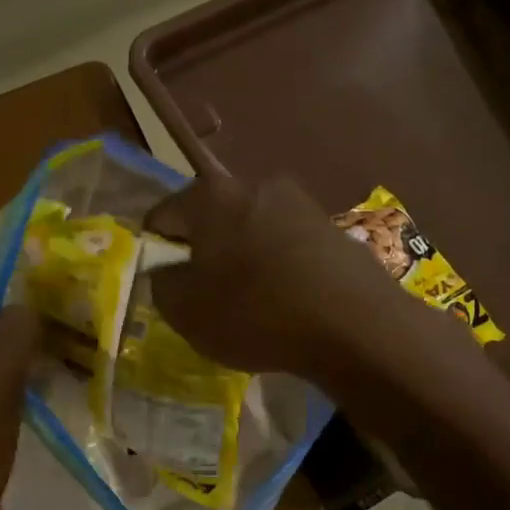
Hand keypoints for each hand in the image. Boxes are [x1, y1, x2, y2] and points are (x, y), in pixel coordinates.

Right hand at [142, 171, 408, 377]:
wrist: (356, 324)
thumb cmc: (256, 313)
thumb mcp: (186, 312)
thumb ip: (161, 285)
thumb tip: (167, 271)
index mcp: (210, 196)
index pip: (161, 216)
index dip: (154, 252)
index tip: (164, 285)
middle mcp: (254, 184)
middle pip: (210, 218)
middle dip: (201, 253)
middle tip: (203, 295)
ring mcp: (298, 202)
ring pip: (250, 230)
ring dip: (241, 259)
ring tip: (247, 301)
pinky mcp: (331, 226)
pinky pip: (285, 244)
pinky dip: (275, 266)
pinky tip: (284, 300)